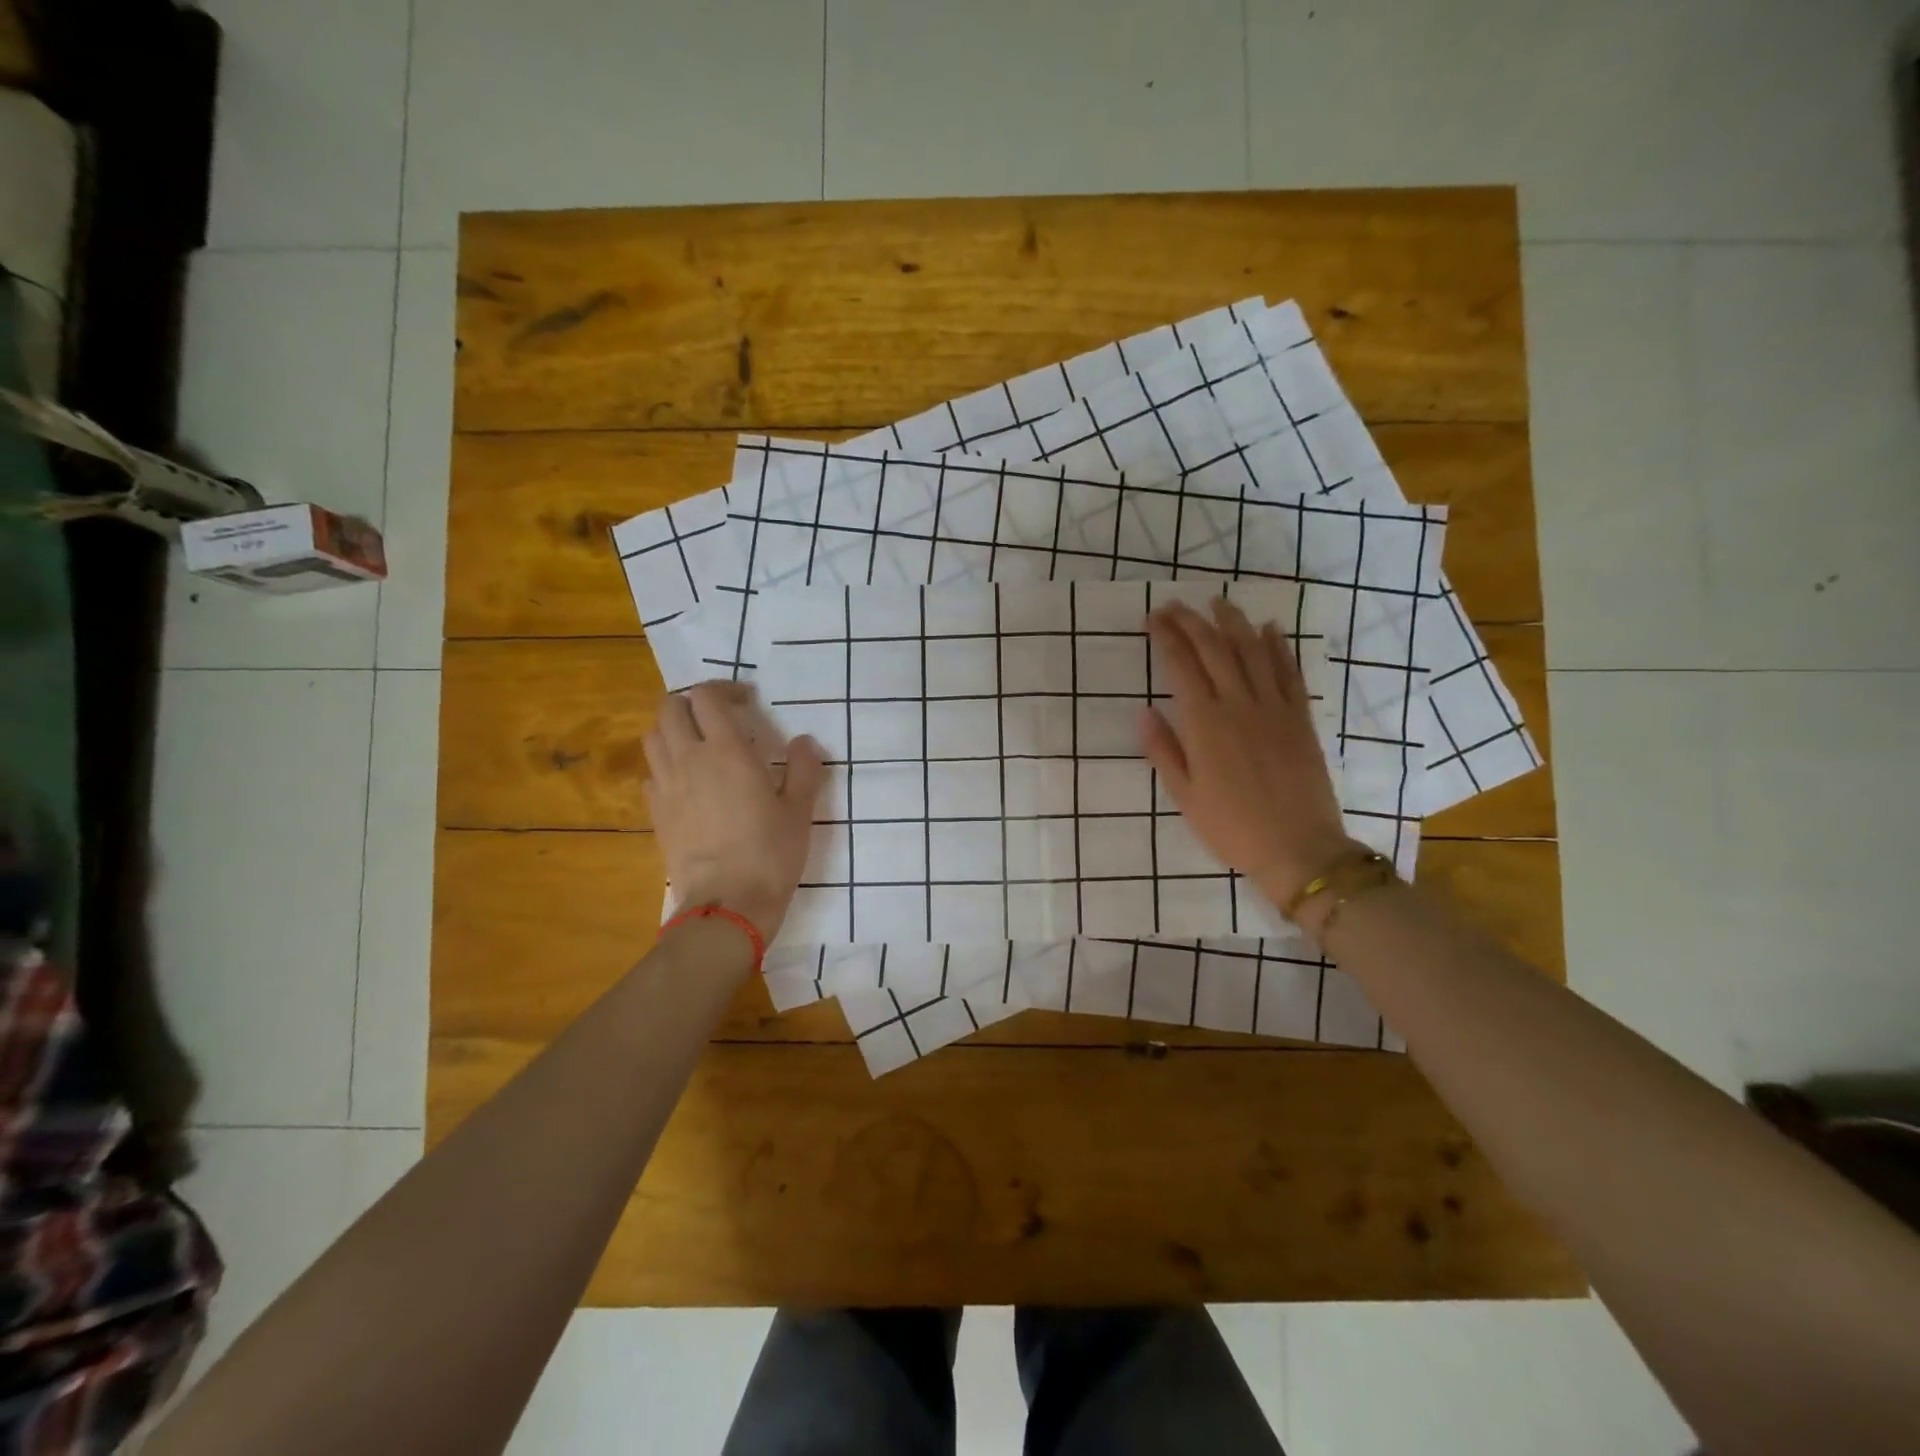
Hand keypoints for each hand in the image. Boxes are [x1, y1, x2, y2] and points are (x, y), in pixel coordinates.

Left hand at [642, 683, 826, 943]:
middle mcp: (689, 759)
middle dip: (691, 703)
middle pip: (669, 708)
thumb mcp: (800, 810)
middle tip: (718, 717)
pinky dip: (665, 766)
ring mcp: (666, 786)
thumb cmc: (770, 853)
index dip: (724, 689)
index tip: (746, 701)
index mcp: (726, 751)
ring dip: (673, 729)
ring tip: (698, 744)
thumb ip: (804, 769)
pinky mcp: (656, 813)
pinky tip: (687, 782)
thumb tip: (804, 742)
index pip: (707, 697)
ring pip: (653, 737)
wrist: (727, 903)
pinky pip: (651, 773)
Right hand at [1141, 598, 1359, 906]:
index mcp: (1205, 723)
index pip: (1181, 665)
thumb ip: (1163, 749)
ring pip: (1252, 651)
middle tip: (1175, 605)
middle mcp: (1239, 704)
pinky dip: (1278, 647)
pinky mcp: (1301, 718)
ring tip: (1218, 603)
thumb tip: (1144, 711)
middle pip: (1214, 649)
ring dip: (1234, 622)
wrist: (1299, 848)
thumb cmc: (1231, 827)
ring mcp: (1274, 708)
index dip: (1166, 637)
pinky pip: (1288, 672)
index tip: (1153, 618)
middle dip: (1192, 621)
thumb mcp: (1184, 795)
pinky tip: (1270, 629)